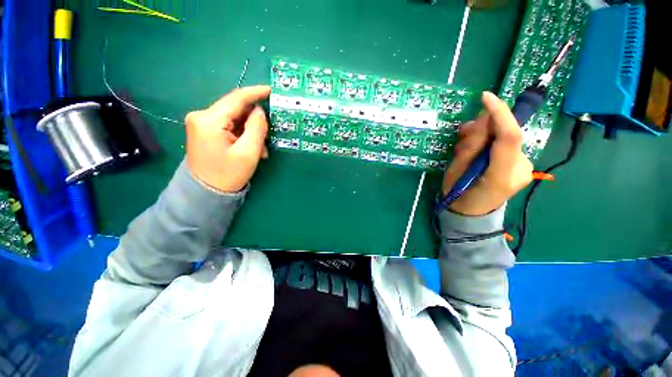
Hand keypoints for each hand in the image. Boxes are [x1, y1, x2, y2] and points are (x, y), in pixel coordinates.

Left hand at [185, 85, 270, 191]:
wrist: (206, 193)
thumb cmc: (228, 174)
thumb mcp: (248, 152)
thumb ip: (256, 128)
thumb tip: (260, 111)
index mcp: (209, 120)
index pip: (236, 98)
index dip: (256, 93)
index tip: (272, 90)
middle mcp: (201, 116)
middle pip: (235, 109)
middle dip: (255, 122)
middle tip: (269, 136)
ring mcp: (201, 123)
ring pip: (234, 119)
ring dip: (251, 132)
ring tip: (261, 150)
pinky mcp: (205, 130)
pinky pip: (229, 126)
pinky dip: (243, 135)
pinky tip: (251, 149)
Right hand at [442, 92, 532, 215]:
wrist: (473, 213)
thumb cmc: (458, 195)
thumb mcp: (455, 171)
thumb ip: (471, 146)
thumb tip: (484, 118)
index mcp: (501, 176)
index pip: (510, 137)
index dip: (500, 113)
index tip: (485, 97)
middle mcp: (521, 169)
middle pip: (509, 135)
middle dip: (486, 127)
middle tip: (464, 132)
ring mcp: (525, 167)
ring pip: (508, 138)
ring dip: (487, 135)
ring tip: (466, 145)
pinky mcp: (523, 164)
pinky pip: (508, 145)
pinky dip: (492, 142)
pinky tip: (478, 150)